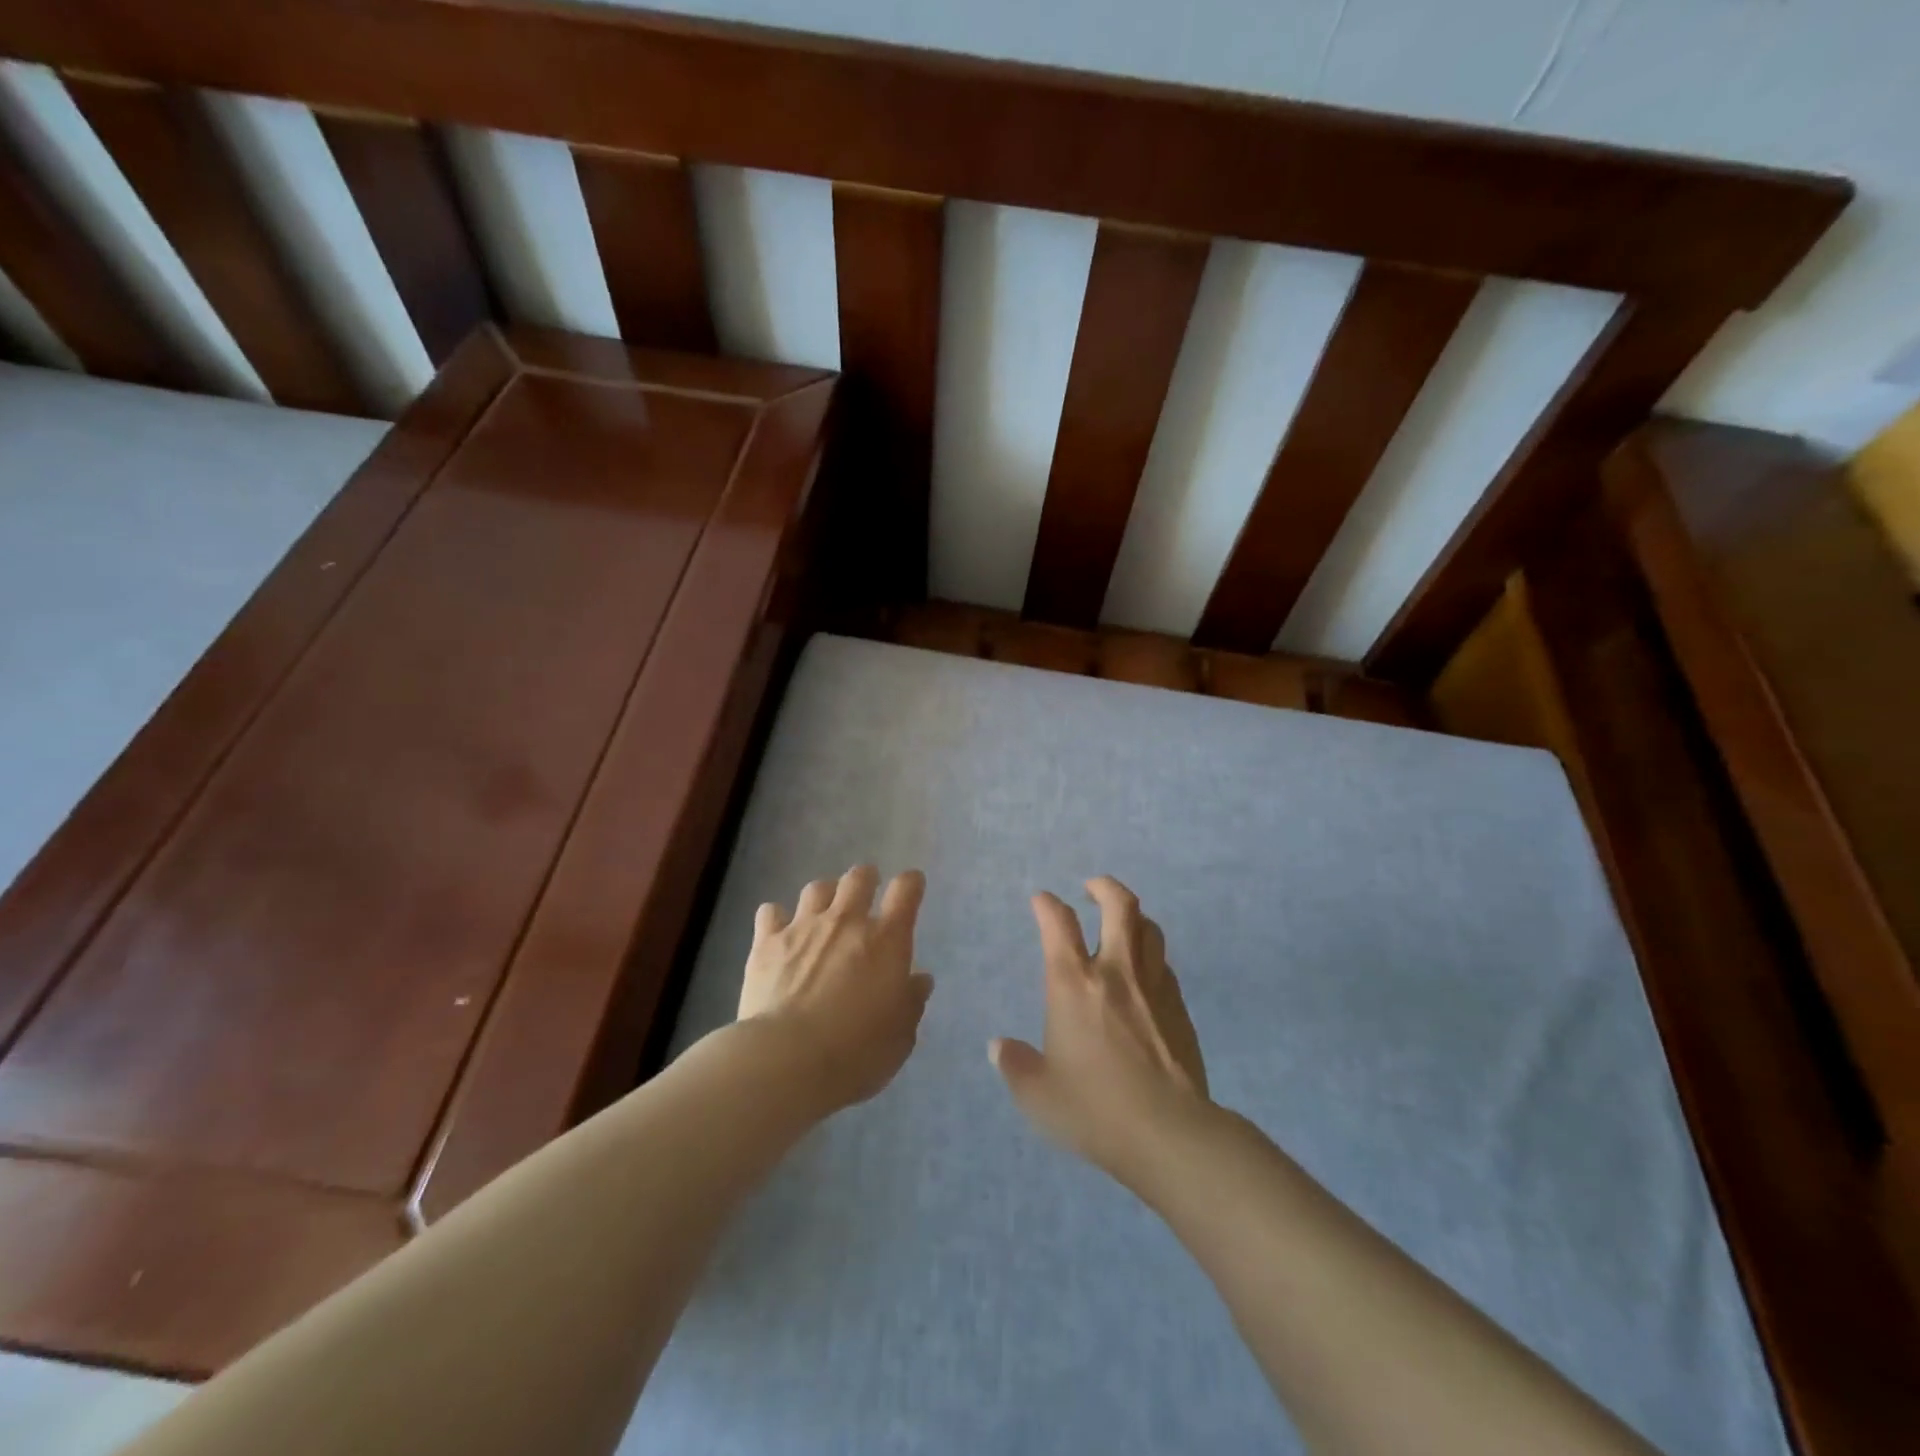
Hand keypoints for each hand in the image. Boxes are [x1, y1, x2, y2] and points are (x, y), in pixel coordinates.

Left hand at [739, 865, 933, 1111]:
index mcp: (886, 940)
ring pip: (817, 888)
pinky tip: (779, 932)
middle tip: (866, 894)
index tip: (911, 887)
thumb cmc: (856, 1052)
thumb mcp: (900, 1035)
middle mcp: (846, 921)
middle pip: (859, 877)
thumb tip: (919, 980)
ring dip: (825, 895)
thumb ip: (911, 1001)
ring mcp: (804, 927)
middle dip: (866, 879)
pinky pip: (771, 911)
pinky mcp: (767, 943)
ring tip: (824, 912)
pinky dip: (777, 917)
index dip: (911, 883)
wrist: (787, 1060)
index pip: (906, 890)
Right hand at [991, 876, 1210, 1184]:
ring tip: (1122, 924)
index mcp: (1073, 983)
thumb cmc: (1094, 1109)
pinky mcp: (1179, 1007)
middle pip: (1119, 905)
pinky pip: (1164, 964)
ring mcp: (1153, 986)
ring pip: (1149, 928)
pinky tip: (1144, 974)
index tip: (1041, 899)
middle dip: (1103, 887)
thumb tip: (997, 1047)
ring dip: (1133, 917)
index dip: (1047, 904)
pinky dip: (1150, 955)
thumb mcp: (1038, 1095)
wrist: (1169, 1133)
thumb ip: (1014, 1065)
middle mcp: (1115, 972)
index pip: (1058, 923)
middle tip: (1091, 888)